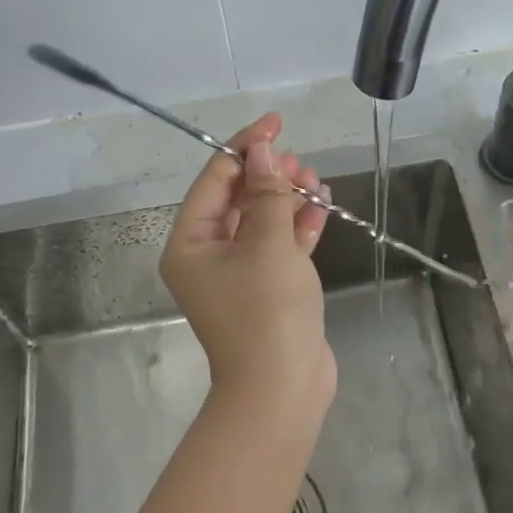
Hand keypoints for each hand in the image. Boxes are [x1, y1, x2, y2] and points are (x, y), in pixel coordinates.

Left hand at [159, 113, 334, 416]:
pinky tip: (322, 208)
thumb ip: (267, 192)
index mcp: (191, 242)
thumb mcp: (268, 242)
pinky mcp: (267, 287)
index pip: (215, 178)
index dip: (245, 146)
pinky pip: (279, 244)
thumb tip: (262, 150)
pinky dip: (298, 225)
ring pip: (262, 219)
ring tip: (317, 183)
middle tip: (301, 166)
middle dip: (270, 175)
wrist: (284, 389)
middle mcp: (208, 254)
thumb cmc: (266, 310)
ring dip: (288, 198)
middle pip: (239, 197)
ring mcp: (239, 273)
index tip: (276, 123)